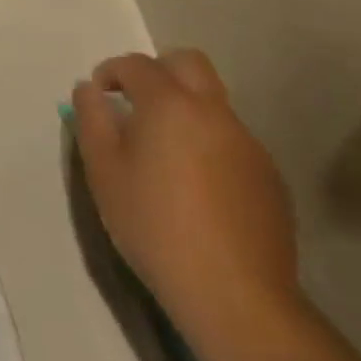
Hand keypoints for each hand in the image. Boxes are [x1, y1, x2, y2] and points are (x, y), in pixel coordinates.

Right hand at [71, 52, 317, 360]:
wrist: (236, 297)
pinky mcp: (270, 179)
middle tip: (138, 104)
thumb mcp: (104, 171)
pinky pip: (232, 142)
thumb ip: (92, 119)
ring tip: (167, 154)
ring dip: (187, 111)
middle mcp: (213, 112)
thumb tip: (90, 89)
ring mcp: (248, 145)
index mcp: (170, 103)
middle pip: (188, 63)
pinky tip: (199, 189)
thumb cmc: (155, 226)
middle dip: (159, 71)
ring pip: (213, 104)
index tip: (100, 95)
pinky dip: (210, 146)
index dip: (112, 72)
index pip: (136, 64)